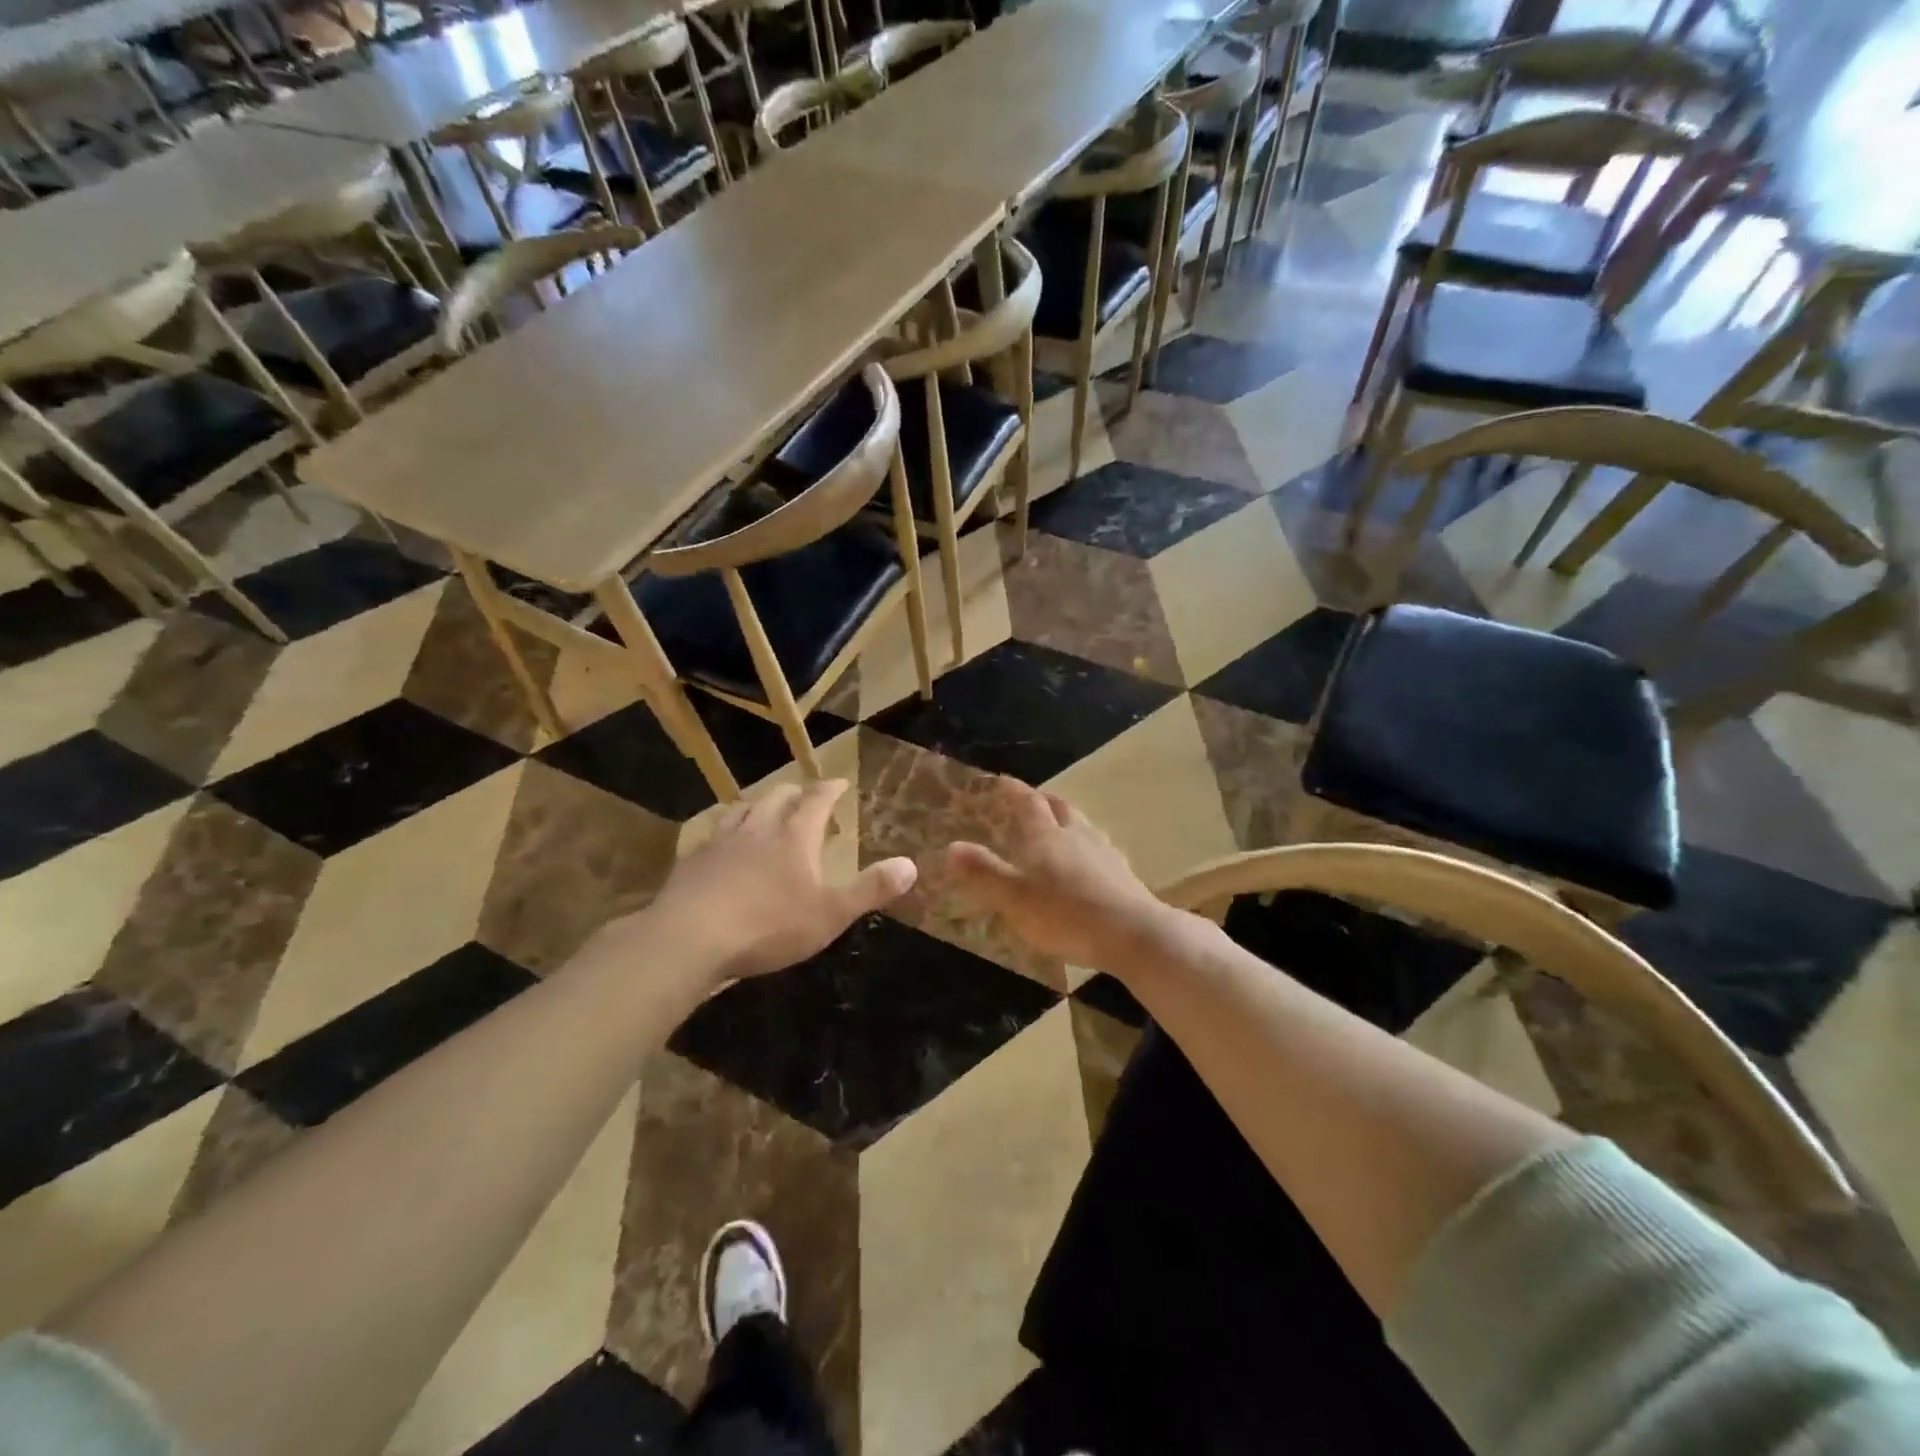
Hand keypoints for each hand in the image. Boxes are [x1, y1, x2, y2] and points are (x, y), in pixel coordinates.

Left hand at [627, 780, 915, 982]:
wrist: (690, 938)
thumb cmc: (769, 926)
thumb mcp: (830, 914)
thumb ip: (871, 889)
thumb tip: (911, 865)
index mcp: (794, 835)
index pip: (816, 799)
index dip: (830, 789)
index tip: (839, 782)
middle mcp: (758, 827)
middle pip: (777, 796)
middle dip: (794, 792)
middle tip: (803, 797)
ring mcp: (721, 841)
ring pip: (741, 809)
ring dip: (758, 805)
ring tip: (763, 811)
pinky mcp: (692, 861)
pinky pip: (712, 834)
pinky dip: (725, 831)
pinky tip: (721, 845)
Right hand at [944, 777, 1179, 972]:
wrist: (1133, 934)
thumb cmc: (1067, 915)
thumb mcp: (1015, 899)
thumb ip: (984, 874)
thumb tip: (951, 847)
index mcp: (1047, 837)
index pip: (1028, 803)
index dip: (1014, 790)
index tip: (1003, 780)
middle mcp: (1077, 835)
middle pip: (1060, 807)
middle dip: (1043, 800)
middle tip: (1032, 800)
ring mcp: (1104, 852)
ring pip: (1083, 825)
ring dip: (1068, 820)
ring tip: (1059, 827)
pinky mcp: (1123, 873)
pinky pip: (1099, 848)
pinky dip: (1086, 846)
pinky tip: (1087, 862)